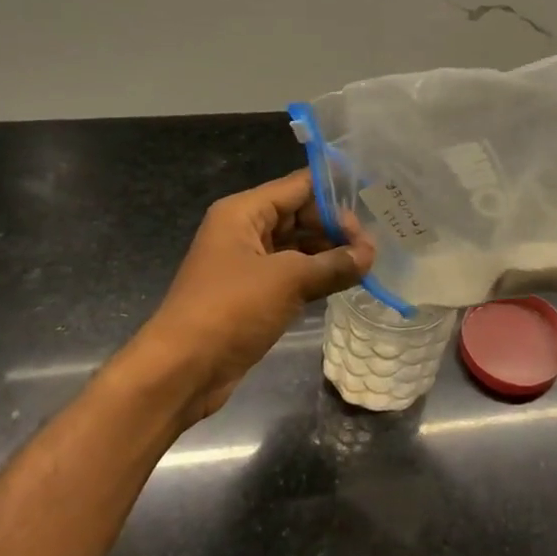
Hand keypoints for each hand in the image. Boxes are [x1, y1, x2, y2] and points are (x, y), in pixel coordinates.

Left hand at [135, 169, 373, 423]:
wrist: (183, 368)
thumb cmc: (231, 309)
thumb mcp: (288, 280)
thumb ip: (333, 264)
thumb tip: (369, 255)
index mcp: (244, 212)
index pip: (298, 187)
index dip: (336, 193)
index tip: (374, 203)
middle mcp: (244, 230)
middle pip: (299, 215)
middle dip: (335, 228)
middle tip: (372, 248)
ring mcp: (248, 264)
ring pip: (297, 247)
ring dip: (329, 253)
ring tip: (366, 265)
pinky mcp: (253, 295)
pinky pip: (292, 274)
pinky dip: (317, 276)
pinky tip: (345, 282)